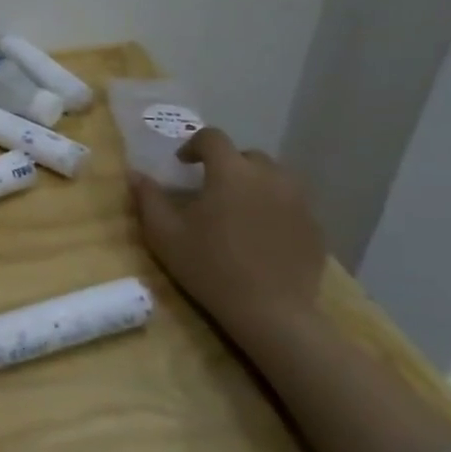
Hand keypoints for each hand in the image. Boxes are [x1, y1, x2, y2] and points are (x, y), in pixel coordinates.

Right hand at [131, 127, 326, 351]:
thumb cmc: (210, 267)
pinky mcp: (315, 227)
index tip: (182, 164)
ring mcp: (299, 202)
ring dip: (254, 183)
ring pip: (275, 177)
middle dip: (227, 165)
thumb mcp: (164, 234)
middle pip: (247, 156)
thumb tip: (135, 174)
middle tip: (211, 189)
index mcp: (231, 172)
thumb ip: (148, 198)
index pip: (213, 138)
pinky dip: (275, 208)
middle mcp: (269, 177)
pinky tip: (262, 234)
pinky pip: (292, 204)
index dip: (194, 145)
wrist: (271, 313)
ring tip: (239, 208)